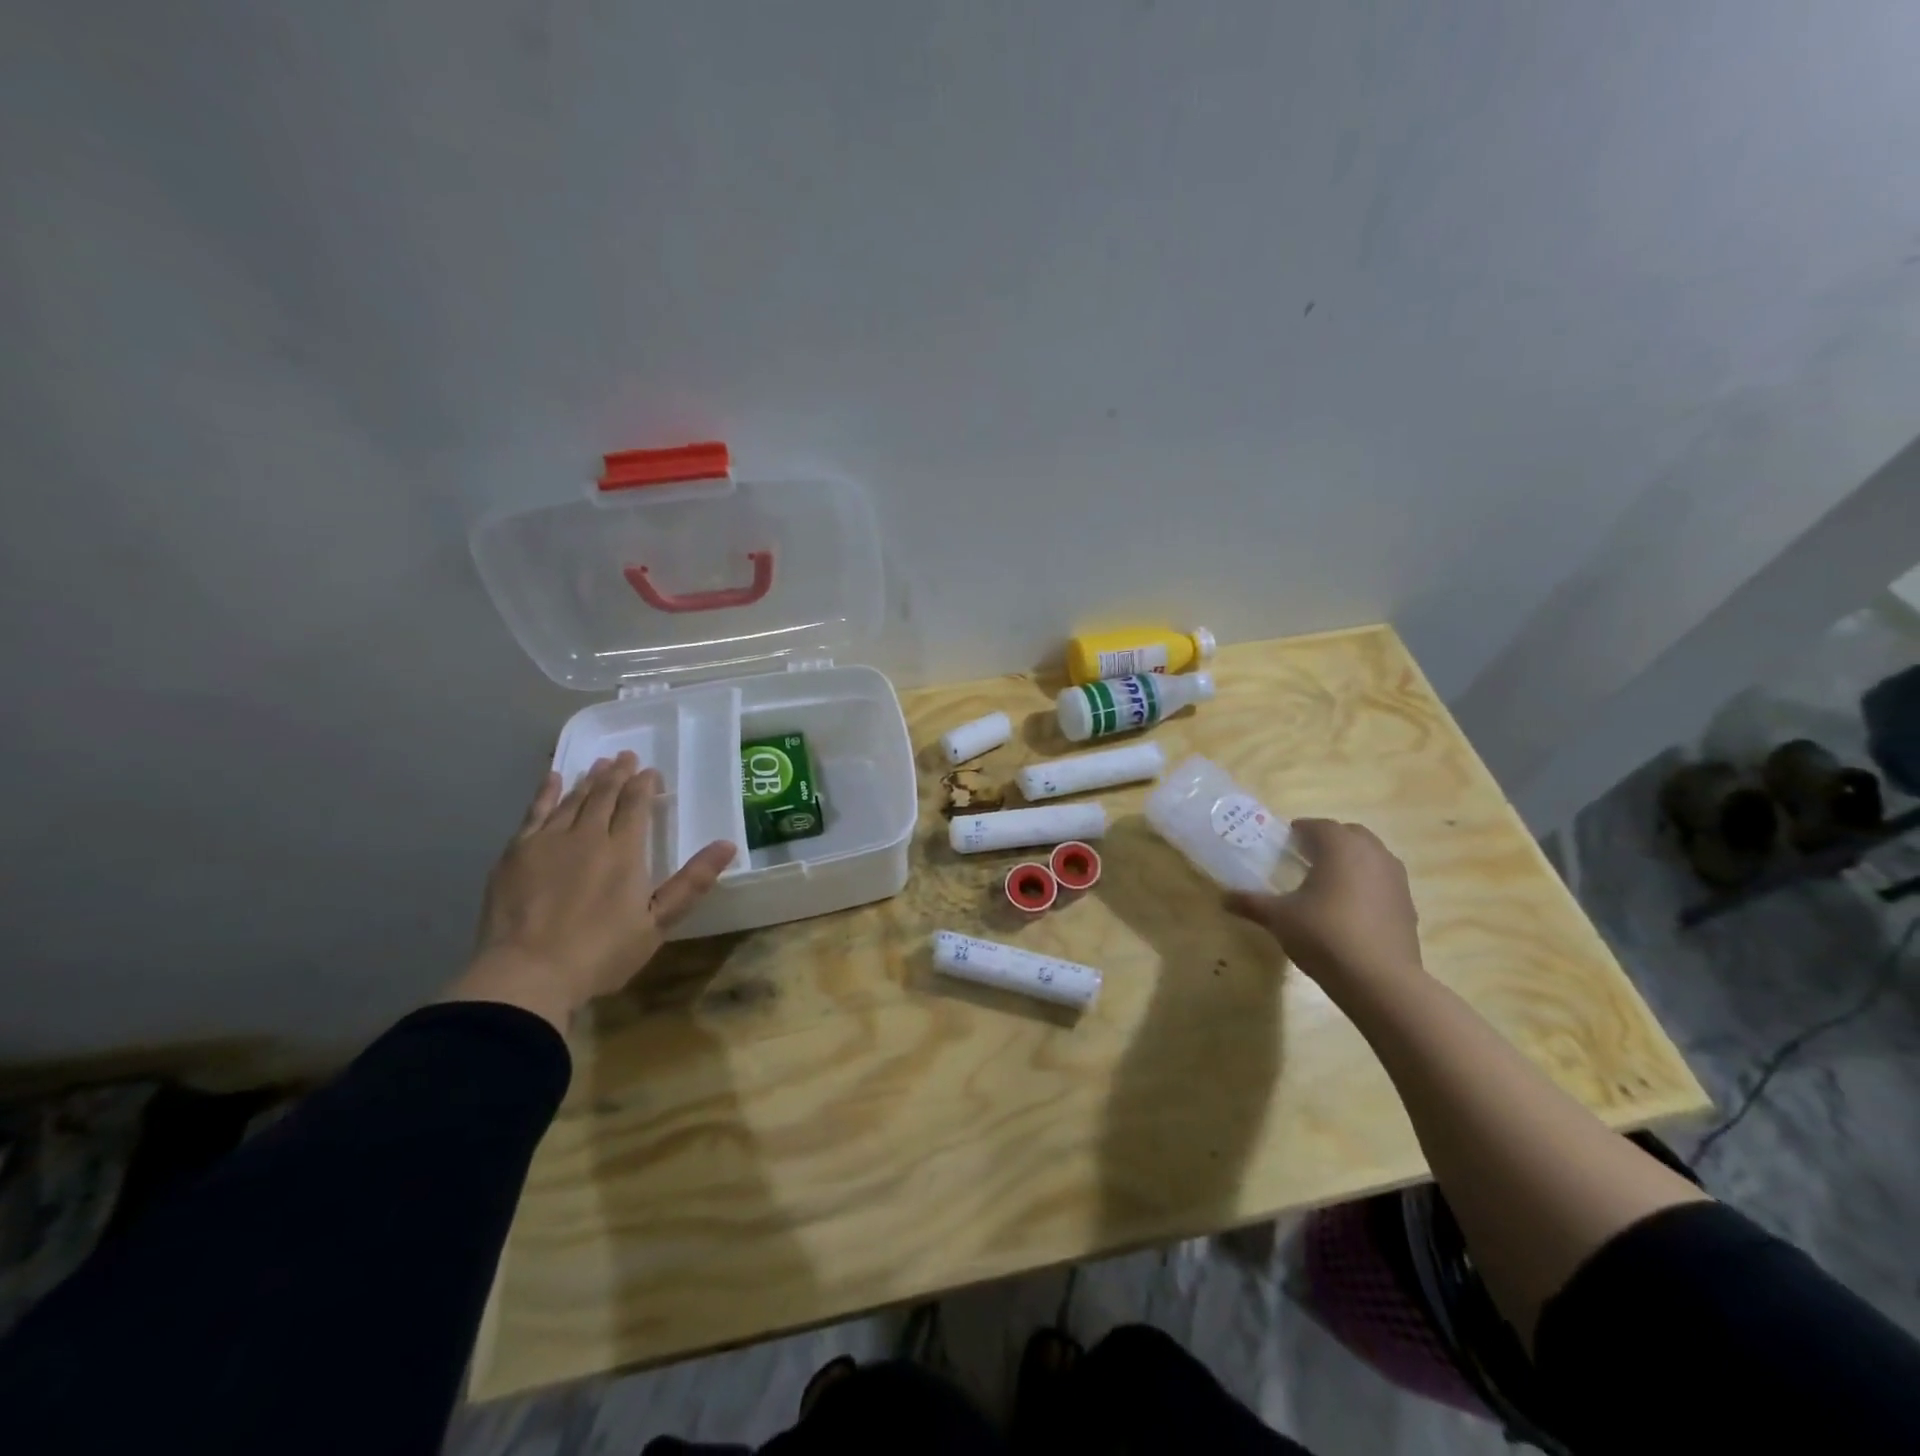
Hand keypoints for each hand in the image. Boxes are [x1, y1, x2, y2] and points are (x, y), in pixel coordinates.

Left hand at [447, 752, 736, 1033]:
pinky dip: (546, 793)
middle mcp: (588, 835)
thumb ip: (691, 882)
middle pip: (605, 795)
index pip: (636, 805)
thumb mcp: (657, 923)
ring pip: (573, 799)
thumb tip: (728, 844)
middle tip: (626, 757)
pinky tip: (552, 779)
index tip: (651, 772)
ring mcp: (548, 841)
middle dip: (618, 774)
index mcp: (624, 851)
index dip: (645, 785)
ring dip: (589, 779)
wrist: (527, 974)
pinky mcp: (516, 853)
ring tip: (599, 764)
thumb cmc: (601, 953)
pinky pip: (534, 812)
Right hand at [1225, 819, 1422, 990]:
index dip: (1297, 832)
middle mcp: (1372, 853)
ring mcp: (1395, 878)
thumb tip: (1223, 898)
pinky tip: (1350, 910)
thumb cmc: (1324, 935)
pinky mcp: (1407, 904)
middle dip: (1327, 841)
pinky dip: (1367, 885)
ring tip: (1327, 884)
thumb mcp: (1279, 918)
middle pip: (1348, 834)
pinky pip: (1383, 881)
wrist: (1380, 980)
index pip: (1316, 826)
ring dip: (1350, 861)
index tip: (1282, 846)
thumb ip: (1251, 903)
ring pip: (1370, 856)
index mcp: (1339, 846)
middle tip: (1303, 860)